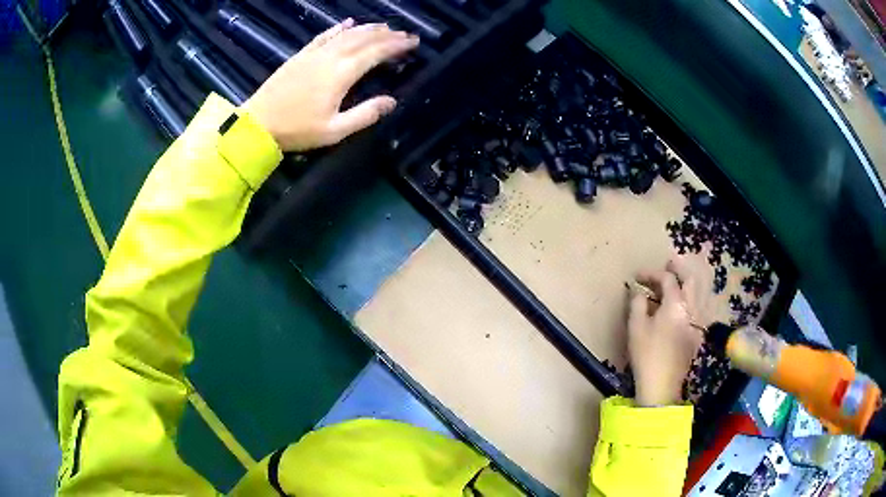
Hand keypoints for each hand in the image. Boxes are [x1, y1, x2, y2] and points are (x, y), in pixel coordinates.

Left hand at [244, 19, 418, 151]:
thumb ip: (365, 115)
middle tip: (404, 34)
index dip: (396, 45)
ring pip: (346, 34)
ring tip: (384, 27)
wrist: (258, 123)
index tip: (413, 42)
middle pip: (363, 39)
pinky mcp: (301, 55)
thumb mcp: (334, 130)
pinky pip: (324, 36)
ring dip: (367, 28)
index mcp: (341, 74)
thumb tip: (392, 101)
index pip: (375, 53)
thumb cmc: (297, 130)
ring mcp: (314, 54)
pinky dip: (338, 28)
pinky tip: (348, 23)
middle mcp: (330, 57)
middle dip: (386, 34)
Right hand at [627, 257, 709, 406]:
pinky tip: (684, 301)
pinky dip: (693, 296)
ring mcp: (698, 321)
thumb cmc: (646, 356)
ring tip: (677, 279)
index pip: (667, 280)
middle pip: (691, 279)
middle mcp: (691, 309)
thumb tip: (638, 291)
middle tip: (668, 263)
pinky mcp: (699, 332)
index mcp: (675, 305)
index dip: (652, 273)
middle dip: (679, 268)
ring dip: (689, 281)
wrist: (662, 385)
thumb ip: (637, 303)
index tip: (638, 276)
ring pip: (700, 292)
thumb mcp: (635, 328)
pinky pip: (701, 306)